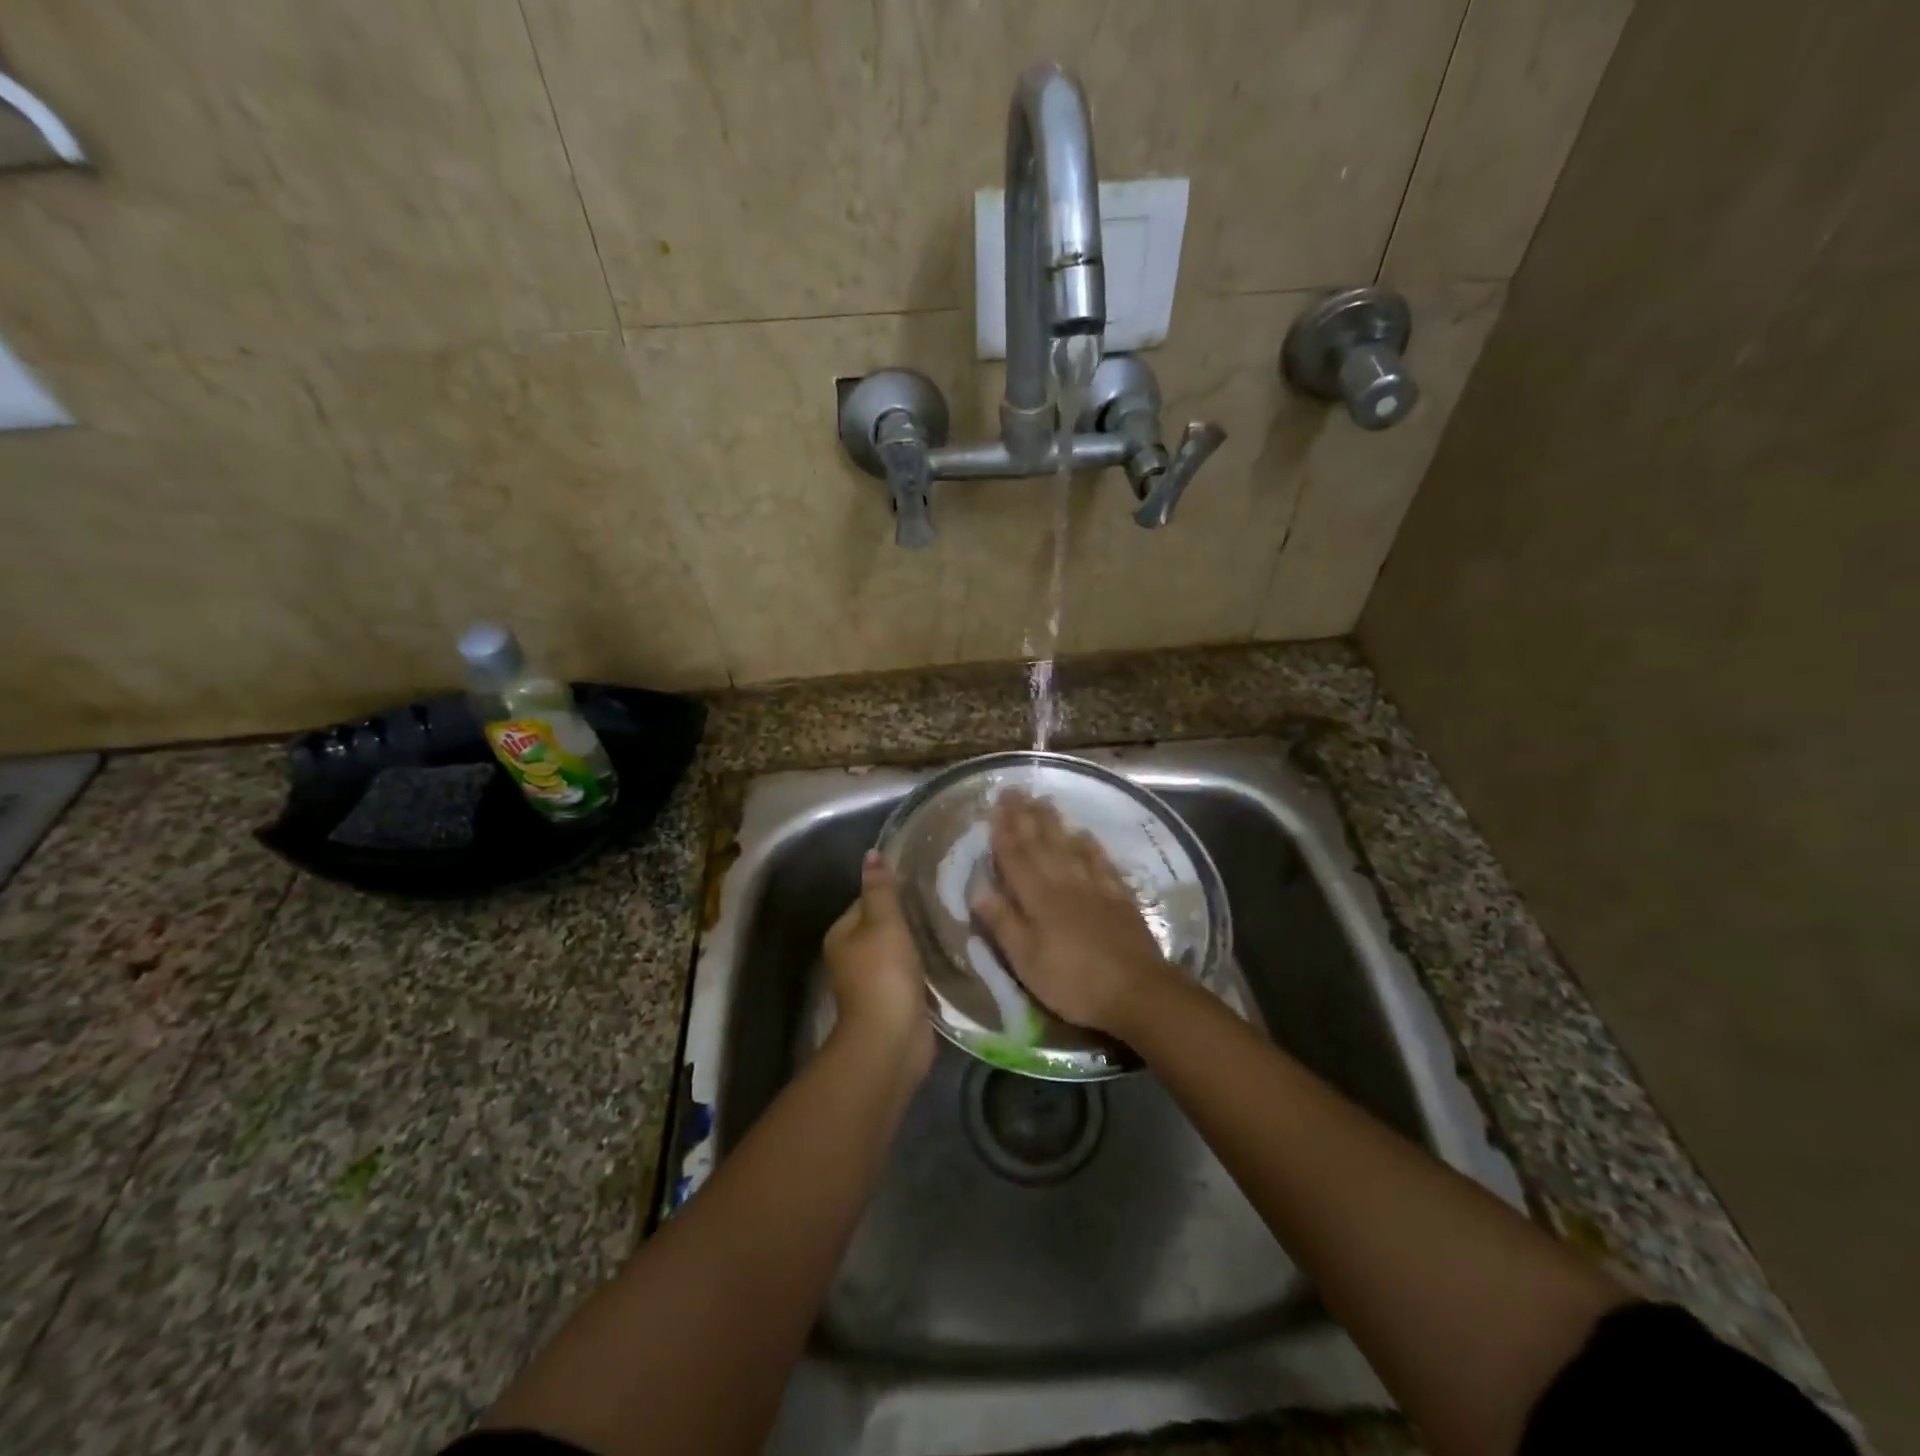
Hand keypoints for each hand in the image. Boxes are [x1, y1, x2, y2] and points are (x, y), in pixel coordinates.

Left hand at [822, 851, 935, 1080]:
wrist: (891, 1040)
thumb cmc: (883, 974)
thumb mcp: (883, 922)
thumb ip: (880, 888)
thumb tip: (871, 854)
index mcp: (842, 935)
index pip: (867, 901)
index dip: (893, 890)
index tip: (924, 881)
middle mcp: (852, 956)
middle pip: (884, 926)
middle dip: (910, 916)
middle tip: (944, 900)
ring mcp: (874, 982)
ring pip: (900, 950)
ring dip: (920, 942)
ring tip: (952, 923)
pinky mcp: (896, 1001)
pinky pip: (912, 973)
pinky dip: (927, 966)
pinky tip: (949, 955)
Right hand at [969, 790, 1174, 1038]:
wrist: (1135, 991)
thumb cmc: (1071, 981)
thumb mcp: (1025, 960)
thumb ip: (1002, 922)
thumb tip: (976, 887)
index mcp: (1037, 897)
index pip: (1015, 856)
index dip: (1003, 830)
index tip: (994, 804)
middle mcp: (1064, 882)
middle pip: (1041, 843)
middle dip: (1025, 816)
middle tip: (1016, 790)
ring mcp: (1095, 887)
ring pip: (1069, 846)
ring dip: (1054, 823)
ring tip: (1044, 801)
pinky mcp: (1118, 897)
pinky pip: (1101, 862)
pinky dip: (1090, 845)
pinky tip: (1085, 834)